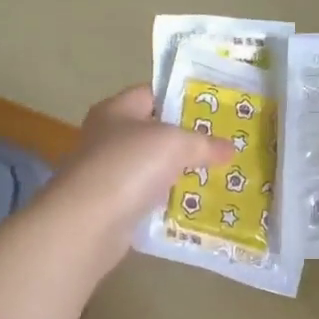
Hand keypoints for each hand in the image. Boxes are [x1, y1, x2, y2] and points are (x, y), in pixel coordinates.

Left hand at [45, 86, 232, 264]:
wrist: (88, 223)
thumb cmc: (128, 167)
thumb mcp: (174, 144)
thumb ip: (203, 143)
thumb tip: (230, 148)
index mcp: (116, 110)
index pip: (152, 94)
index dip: (182, 99)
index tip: (215, 110)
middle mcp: (108, 138)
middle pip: (153, 133)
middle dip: (186, 140)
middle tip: (223, 146)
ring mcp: (108, 174)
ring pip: (152, 169)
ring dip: (179, 174)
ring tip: (216, 176)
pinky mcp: (112, 207)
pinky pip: (147, 199)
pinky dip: (167, 202)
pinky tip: (194, 207)